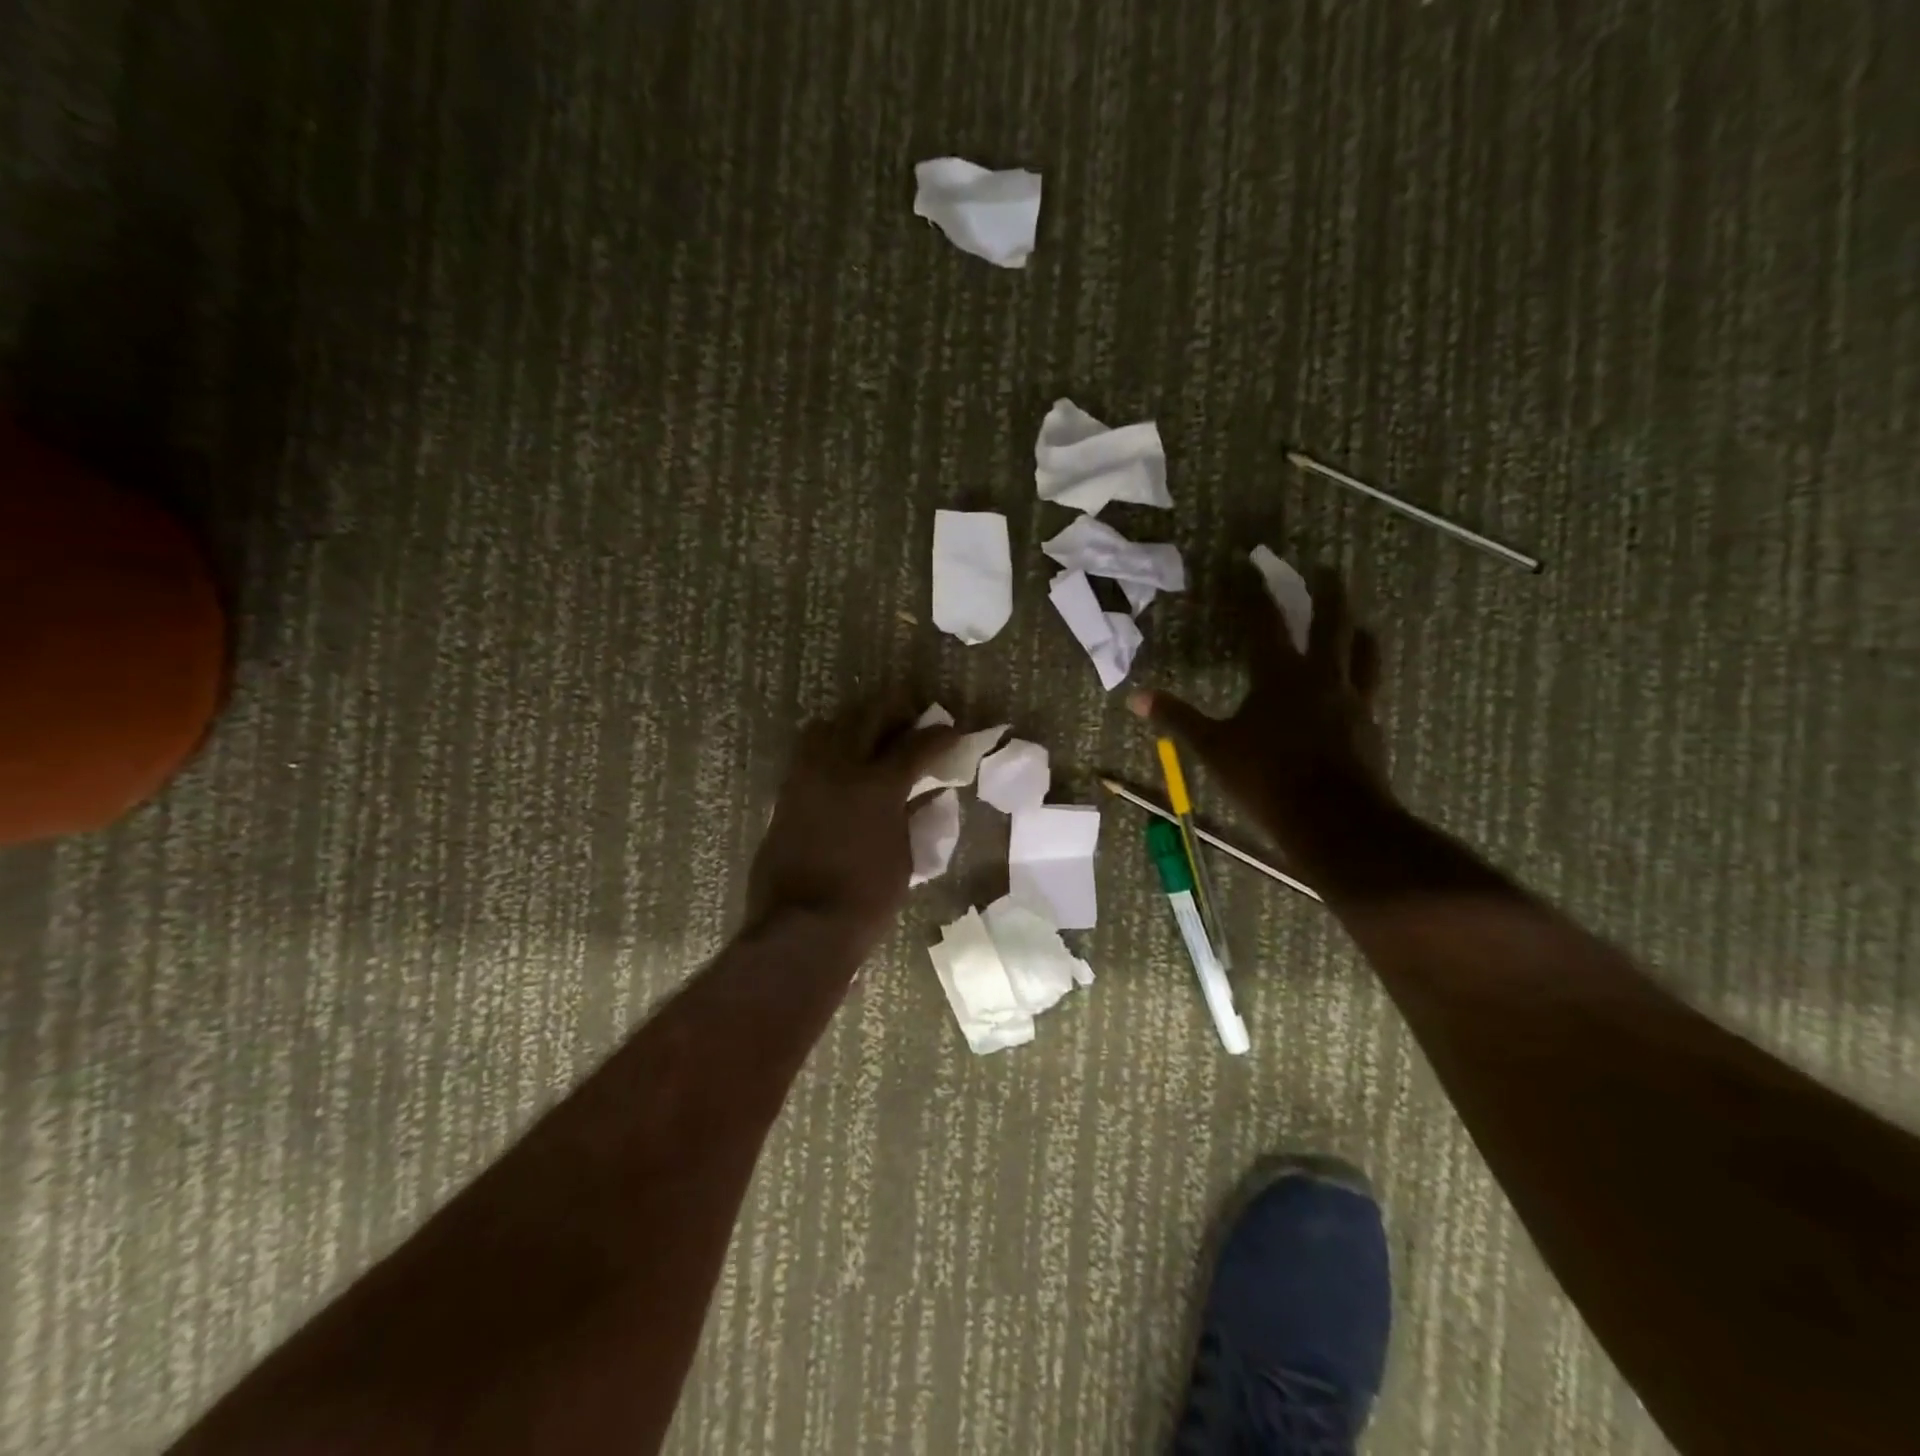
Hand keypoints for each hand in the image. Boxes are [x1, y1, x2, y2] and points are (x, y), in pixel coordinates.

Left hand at [745, 696, 957, 952]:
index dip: (939, 736)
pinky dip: (828, 747)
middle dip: (894, 709)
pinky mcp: (786, 794)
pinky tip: (841, 762)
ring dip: (854, 722)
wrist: (803, 926)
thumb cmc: (867, 898)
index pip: (916, 745)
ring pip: (830, 727)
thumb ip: (912, 816)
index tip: (952, 730)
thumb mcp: (904, 856)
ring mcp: (807, 778)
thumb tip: (925, 795)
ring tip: (870, 734)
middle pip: (868, 717)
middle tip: (911, 714)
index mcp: (878, 785)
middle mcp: (840, 768)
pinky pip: (807, 753)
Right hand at [1129, 568, 1388, 877]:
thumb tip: (1135, 696)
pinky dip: (1363, 674)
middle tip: (1328, 569)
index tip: (1254, 567)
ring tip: (1356, 620)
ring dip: (1356, 629)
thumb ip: (1178, 718)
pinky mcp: (1370, 726)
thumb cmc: (1267, 778)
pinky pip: (1369, 688)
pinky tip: (1358, 684)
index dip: (1258, 594)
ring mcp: (1353, 700)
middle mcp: (1322, 677)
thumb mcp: (1213, 749)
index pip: (1267, 623)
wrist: (1335, 820)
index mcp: (1280, 675)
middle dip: (1328, 592)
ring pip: (1362, 651)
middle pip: (1331, 622)